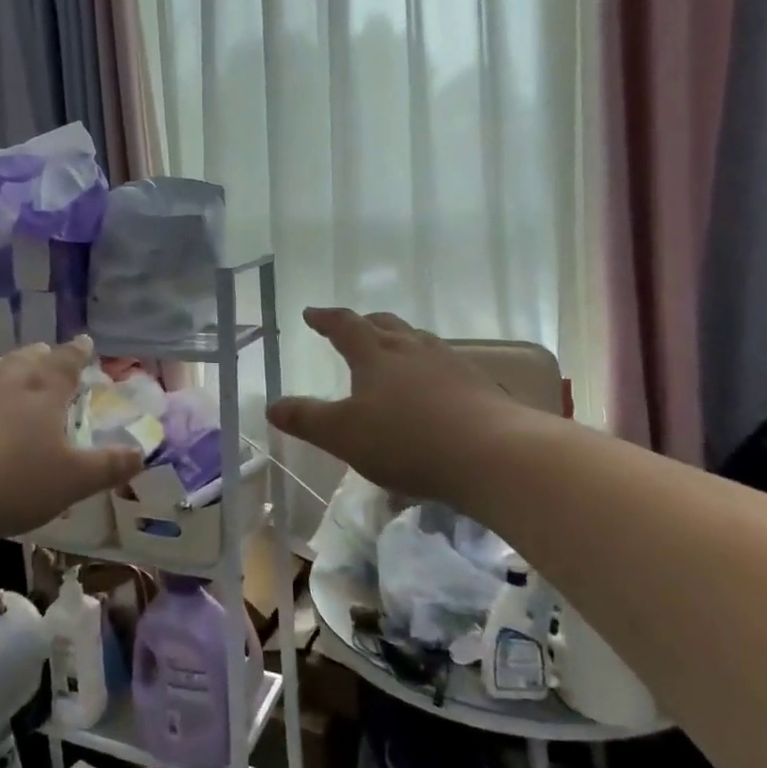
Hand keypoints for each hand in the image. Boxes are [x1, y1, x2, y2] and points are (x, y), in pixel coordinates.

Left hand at [0, 337, 143, 541]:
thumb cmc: (9, 481)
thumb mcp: (70, 482)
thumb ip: (107, 467)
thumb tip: (142, 452)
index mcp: (43, 392)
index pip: (66, 362)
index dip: (78, 352)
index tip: (85, 340)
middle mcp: (5, 382)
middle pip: (27, 358)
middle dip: (41, 355)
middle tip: (47, 352)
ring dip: (5, 365)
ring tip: (9, 367)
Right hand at [267, 308, 530, 502]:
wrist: (493, 454)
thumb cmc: (407, 440)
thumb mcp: (344, 435)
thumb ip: (307, 419)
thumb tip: (273, 406)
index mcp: (376, 354)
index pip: (345, 326)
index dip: (326, 319)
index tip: (311, 314)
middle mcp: (412, 349)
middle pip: (385, 324)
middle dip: (365, 323)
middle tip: (353, 327)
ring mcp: (450, 364)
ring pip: (419, 341)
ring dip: (401, 341)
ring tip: (394, 352)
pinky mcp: (479, 386)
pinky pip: (446, 366)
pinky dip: (430, 369)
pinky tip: (435, 389)